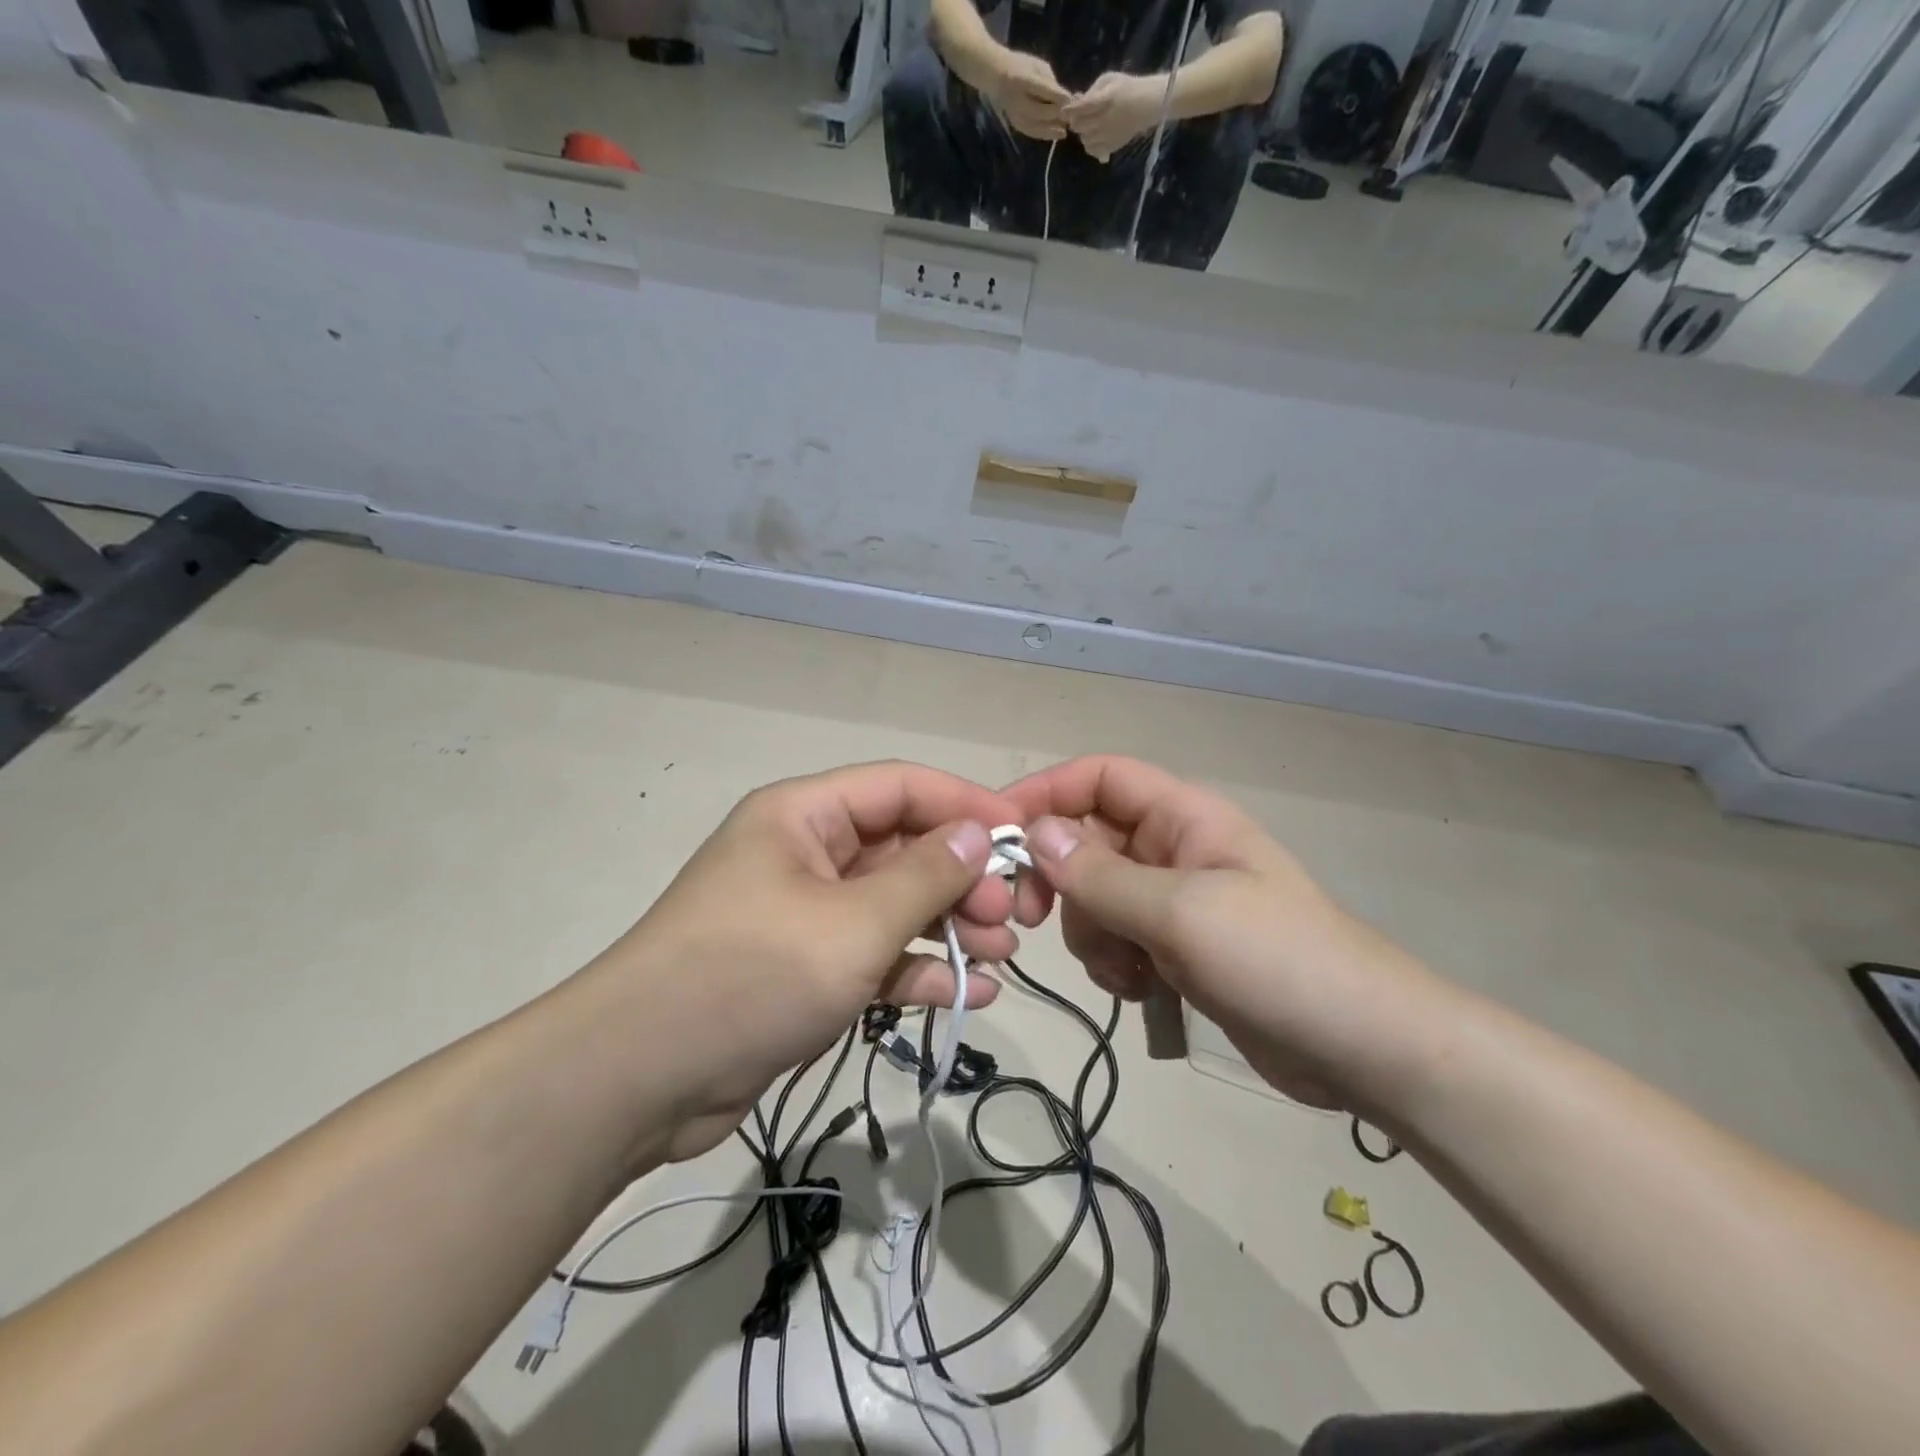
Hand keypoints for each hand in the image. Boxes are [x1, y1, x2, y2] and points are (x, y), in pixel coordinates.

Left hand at [588, 763, 1021, 1161]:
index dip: (965, 805)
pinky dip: (917, 969)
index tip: (1022, 839)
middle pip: (902, 848)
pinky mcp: (804, 967)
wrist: (639, 1079)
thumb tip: (978, 836)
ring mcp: (805, 913)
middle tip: (1011, 918)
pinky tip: (966, 994)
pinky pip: (874, 953)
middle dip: (962, 879)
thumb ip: (924, 877)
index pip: (900, 788)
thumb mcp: (853, 923)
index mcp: (804, 816)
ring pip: (894, 904)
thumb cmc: (752, 975)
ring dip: (949, 926)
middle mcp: (805, 853)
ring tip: (1000, 957)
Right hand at [985, 47, 1070, 139]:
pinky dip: (1044, 134)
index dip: (1058, 95)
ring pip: (1036, 126)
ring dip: (1051, 130)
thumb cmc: (1020, 66)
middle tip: (1070, 117)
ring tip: (1064, 132)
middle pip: (1040, 111)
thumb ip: (1049, 80)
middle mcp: (1017, 100)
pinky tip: (1054, 134)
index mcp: (1022, 80)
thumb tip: (1063, 97)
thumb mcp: (1036, 65)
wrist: (996, 75)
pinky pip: (1031, 132)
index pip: (1043, 89)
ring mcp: (1015, 114)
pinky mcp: (1015, 124)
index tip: (1071, 99)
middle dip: (1056, 115)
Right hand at [1006, 756, 1431, 1107]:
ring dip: (1089, 933)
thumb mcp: (1181, 912)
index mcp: (1182, 816)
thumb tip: (1034, 833)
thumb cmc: (1277, 960)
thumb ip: (1100, 876)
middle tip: (1030, 917)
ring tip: (1121, 971)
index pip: (1098, 777)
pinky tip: (1137, 991)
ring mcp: (1172, 900)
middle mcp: (1172, 848)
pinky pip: (1114, 938)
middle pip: (1085, 840)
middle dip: (1058, 880)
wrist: (1361, 1048)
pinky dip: (1111, 962)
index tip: (996, 833)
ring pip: (1093, 896)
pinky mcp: (1174, 947)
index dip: (1046, 793)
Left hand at [1062, 72, 1161, 162]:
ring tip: (1090, 125)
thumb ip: (1092, 91)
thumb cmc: (1127, 88)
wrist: (1147, 104)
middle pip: (1079, 126)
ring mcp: (1107, 136)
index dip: (1069, 110)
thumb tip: (1076, 100)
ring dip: (1083, 132)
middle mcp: (1104, 121)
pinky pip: (1093, 150)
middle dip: (1075, 121)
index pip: (1080, 108)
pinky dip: (1090, 144)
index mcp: (1105, 100)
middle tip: (1079, 115)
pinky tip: (1094, 136)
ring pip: (1084, 139)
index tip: (1063, 110)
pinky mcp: (1111, 146)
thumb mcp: (1109, 80)